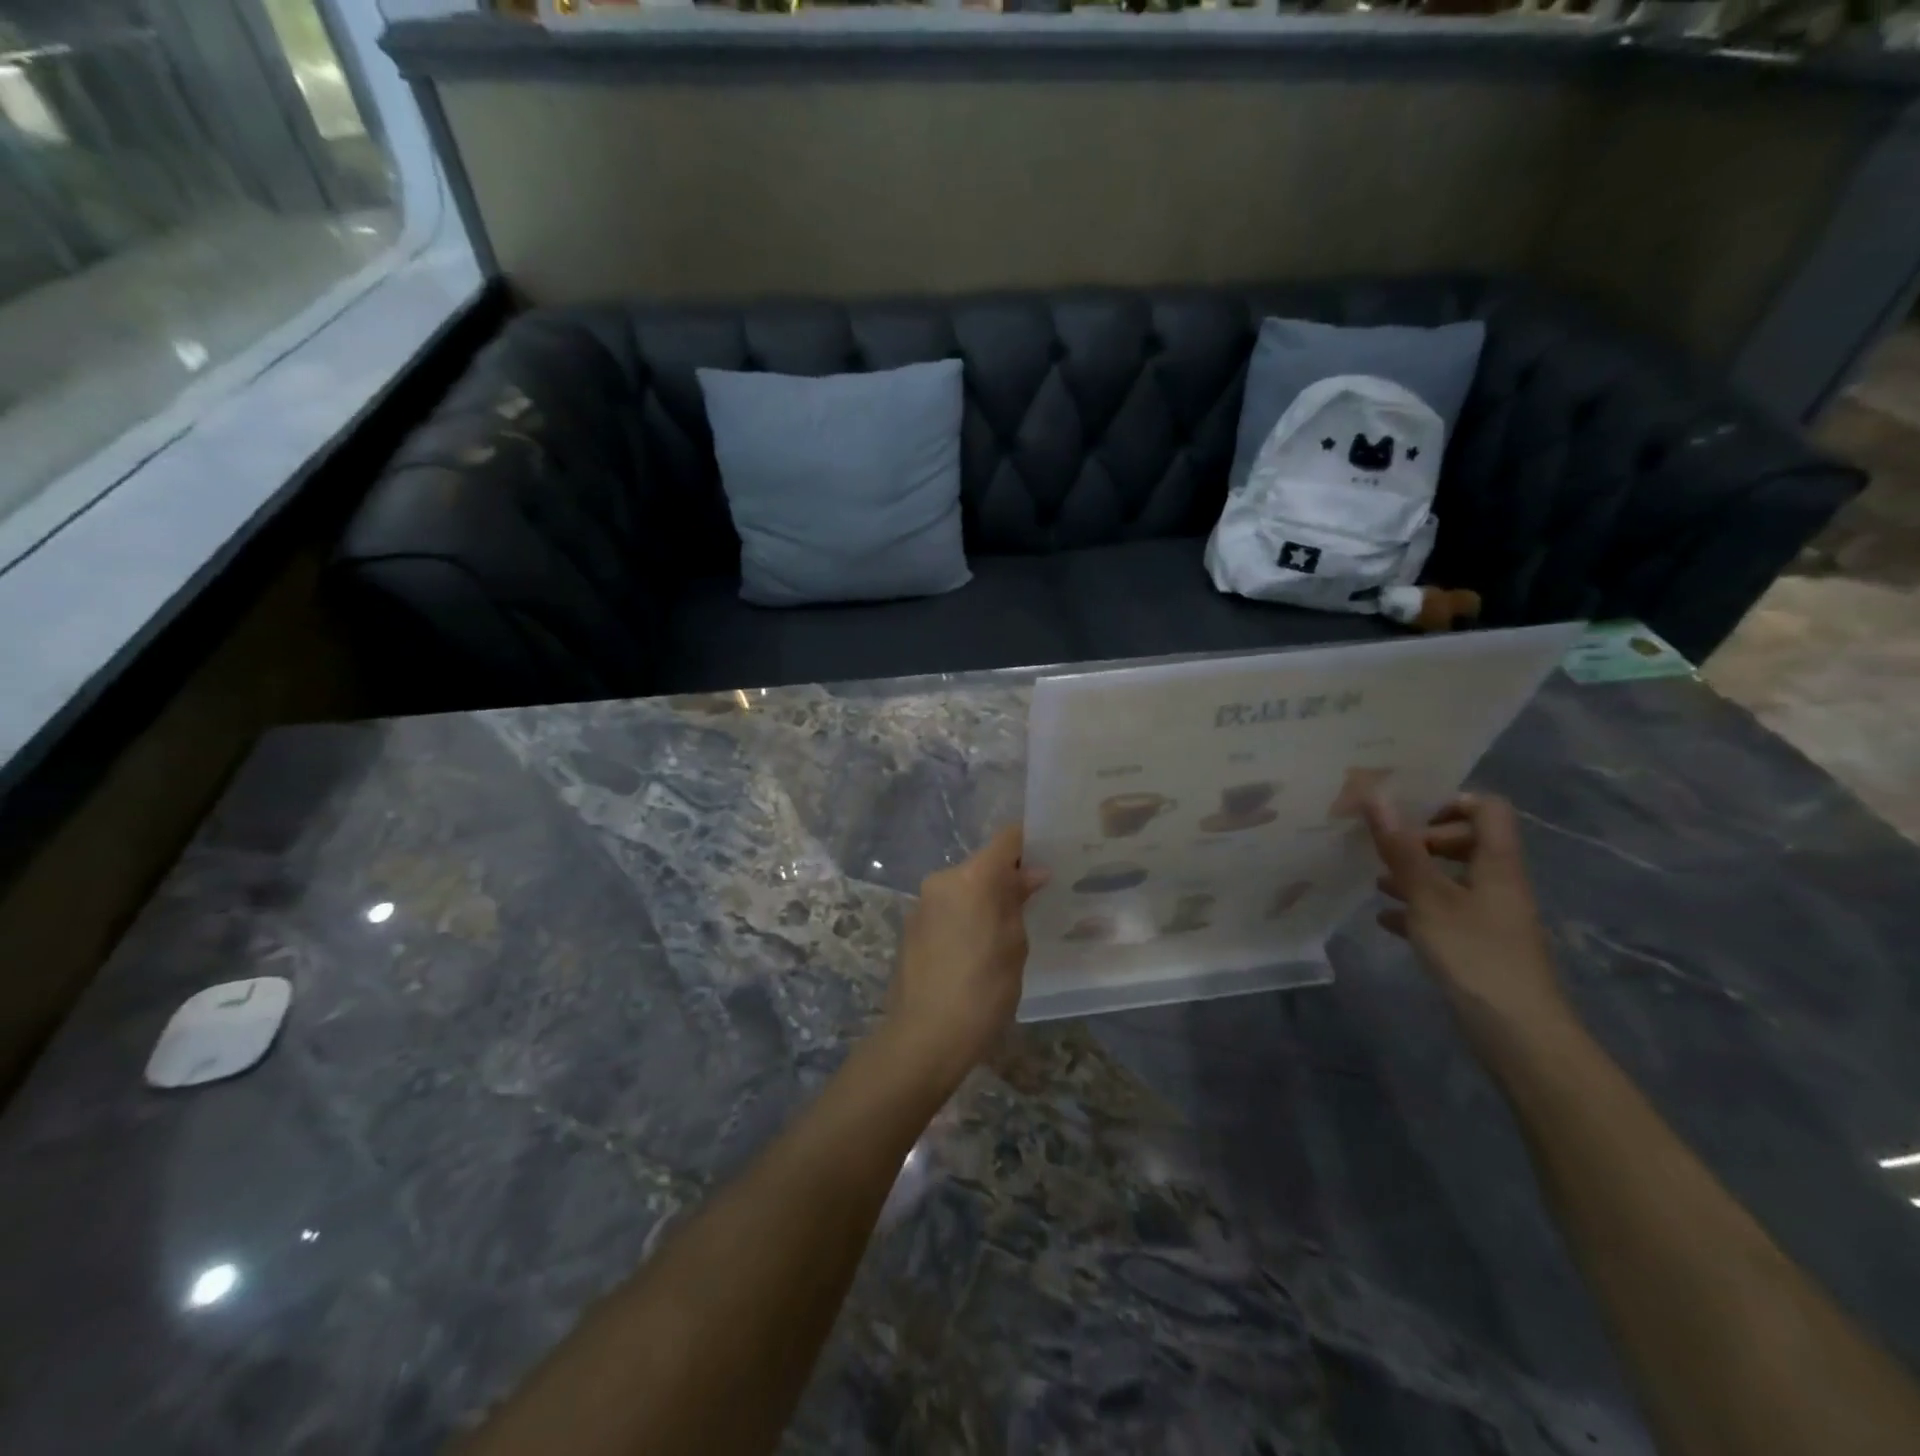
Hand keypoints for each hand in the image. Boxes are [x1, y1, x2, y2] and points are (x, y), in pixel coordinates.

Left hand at [883, 827, 1049, 1085]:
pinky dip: (964, 917)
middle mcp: (942, 879)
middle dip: (1006, 878)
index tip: (1048, 860)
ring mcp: (922, 903)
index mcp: (972, 877)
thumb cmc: (983, 990)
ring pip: (963, 887)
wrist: (925, 1036)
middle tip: (1032, 905)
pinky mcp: (910, 926)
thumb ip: (1019, 901)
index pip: (1007, 839)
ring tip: (1004, 933)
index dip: (1029, 845)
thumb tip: (1031, 874)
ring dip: (983, 899)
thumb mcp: (1015, 945)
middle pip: (983, 864)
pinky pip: (946, 908)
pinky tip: (975, 950)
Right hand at [1363, 793, 1574, 1044]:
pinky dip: (1418, 909)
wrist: (1518, 1033)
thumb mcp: (1429, 898)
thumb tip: (1376, 796)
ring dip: (1416, 875)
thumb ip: (1402, 849)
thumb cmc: (1474, 954)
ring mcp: (1492, 916)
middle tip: (1387, 851)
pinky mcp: (1481, 945)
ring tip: (1376, 881)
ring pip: (1453, 879)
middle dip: (1424, 841)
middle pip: (1468, 841)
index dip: (1449, 802)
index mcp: (1497, 863)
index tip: (1408, 815)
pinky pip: (1447, 913)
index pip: (1486, 809)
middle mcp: (1499, 883)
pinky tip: (1386, 920)